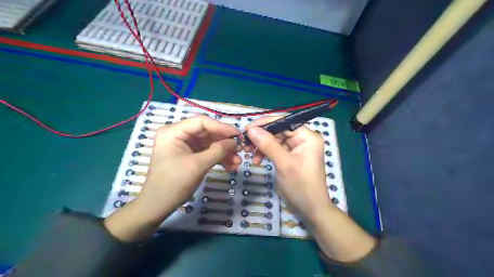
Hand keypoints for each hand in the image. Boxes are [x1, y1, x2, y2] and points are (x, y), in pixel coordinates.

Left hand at [104, 116, 240, 240]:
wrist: (159, 206)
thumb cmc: (174, 183)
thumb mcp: (198, 165)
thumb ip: (218, 150)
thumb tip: (235, 141)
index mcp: (174, 132)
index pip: (201, 122)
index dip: (221, 127)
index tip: (238, 135)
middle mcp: (178, 134)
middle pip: (207, 132)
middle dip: (224, 142)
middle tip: (240, 149)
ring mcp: (184, 145)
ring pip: (209, 143)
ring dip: (224, 152)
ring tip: (237, 162)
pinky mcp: (189, 154)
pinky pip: (206, 152)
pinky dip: (218, 158)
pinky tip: (230, 166)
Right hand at [246, 116, 333, 222]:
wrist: (309, 209)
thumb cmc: (301, 185)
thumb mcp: (284, 163)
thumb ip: (268, 144)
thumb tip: (251, 129)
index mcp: (307, 136)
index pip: (284, 122)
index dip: (265, 123)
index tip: (247, 129)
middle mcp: (302, 139)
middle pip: (278, 130)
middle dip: (261, 136)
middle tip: (245, 143)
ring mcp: (295, 148)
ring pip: (274, 140)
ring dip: (261, 146)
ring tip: (248, 153)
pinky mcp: (289, 157)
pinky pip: (274, 149)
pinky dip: (265, 153)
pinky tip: (256, 160)